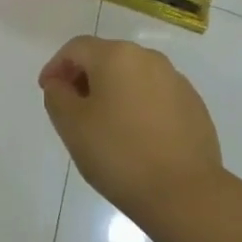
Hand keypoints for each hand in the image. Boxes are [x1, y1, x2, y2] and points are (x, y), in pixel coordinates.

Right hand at [39, 35, 222, 229]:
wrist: (185, 194)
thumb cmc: (119, 154)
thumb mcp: (72, 125)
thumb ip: (57, 96)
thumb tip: (60, 84)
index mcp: (116, 56)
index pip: (76, 48)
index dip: (56, 66)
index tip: (47, 91)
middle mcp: (148, 58)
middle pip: (107, 57)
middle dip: (85, 77)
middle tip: (73, 108)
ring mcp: (176, 80)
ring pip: (133, 76)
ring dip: (114, 92)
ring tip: (105, 125)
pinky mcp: (194, 105)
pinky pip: (156, 96)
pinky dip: (140, 106)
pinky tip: (137, 137)